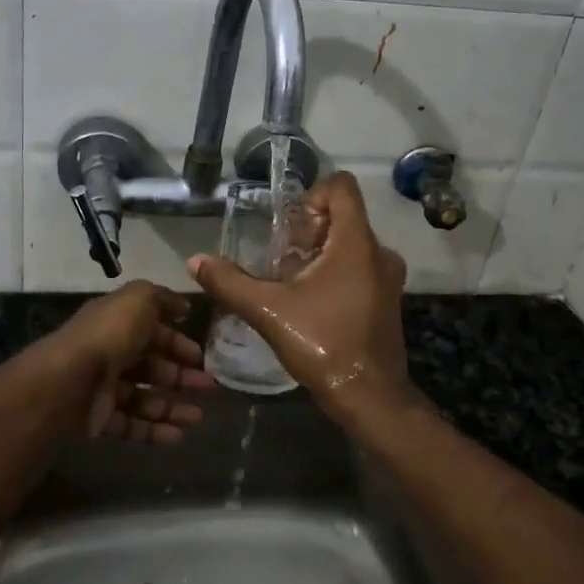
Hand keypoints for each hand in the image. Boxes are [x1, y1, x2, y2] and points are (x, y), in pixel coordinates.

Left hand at [53, 281, 214, 442]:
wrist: (67, 381)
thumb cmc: (108, 335)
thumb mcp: (138, 300)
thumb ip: (162, 298)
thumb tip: (182, 306)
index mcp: (116, 323)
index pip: (151, 331)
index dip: (177, 342)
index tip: (201, 356)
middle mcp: (109, 354)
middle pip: (150, 366)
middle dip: (181, 376)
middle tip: (209, 387)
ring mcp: (102, 389)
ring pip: (143, 398)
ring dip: (172, 407)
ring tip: (198, 418)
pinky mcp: (97, 420)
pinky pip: (131, 425)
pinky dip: (155, 430)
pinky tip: (178, 436)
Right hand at [188, 173, 412, 422]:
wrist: (370, 396)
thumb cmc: (323, 343)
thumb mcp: (268, 310)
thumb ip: (230, 282)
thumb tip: (195, 262)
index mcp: (356, 243)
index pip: (342, 187)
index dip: (312, 194)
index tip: (289, 225)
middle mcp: (379, 252)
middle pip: (344, 216)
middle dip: (309, 229)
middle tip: (281, 256)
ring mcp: (388, 277)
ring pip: (351, 244)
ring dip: (320, 253)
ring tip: (290, 280)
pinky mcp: (387, 299)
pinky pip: (360, 267)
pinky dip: (336, 272)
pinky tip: (311, 302)